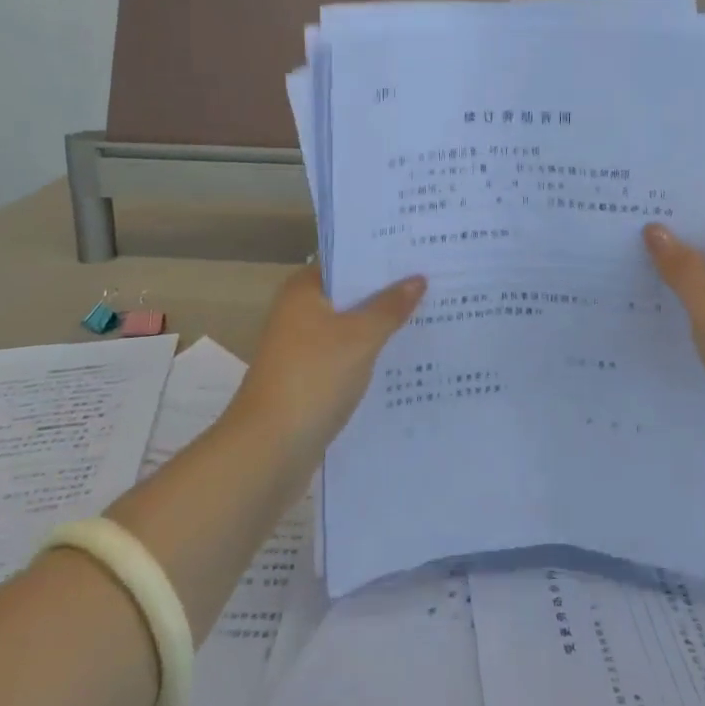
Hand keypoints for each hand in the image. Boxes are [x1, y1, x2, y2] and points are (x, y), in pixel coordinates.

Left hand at [230, 266, 424, 457]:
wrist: (268, 451)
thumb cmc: (313, 378)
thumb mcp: (361, 337)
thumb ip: (390, 306)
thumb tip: (418, 279)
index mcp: (304, 291)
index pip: (347, 260)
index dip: (381, 257)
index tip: (419, 254)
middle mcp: (299, 314)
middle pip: (351, 294)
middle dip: (388, 292)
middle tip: (436, 283)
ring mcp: (303, 349)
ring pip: (351, 328)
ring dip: (382, 326)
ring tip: (430, 316)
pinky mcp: (310, 380)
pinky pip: (348, 357)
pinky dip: (371, 355)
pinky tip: (405, 358)